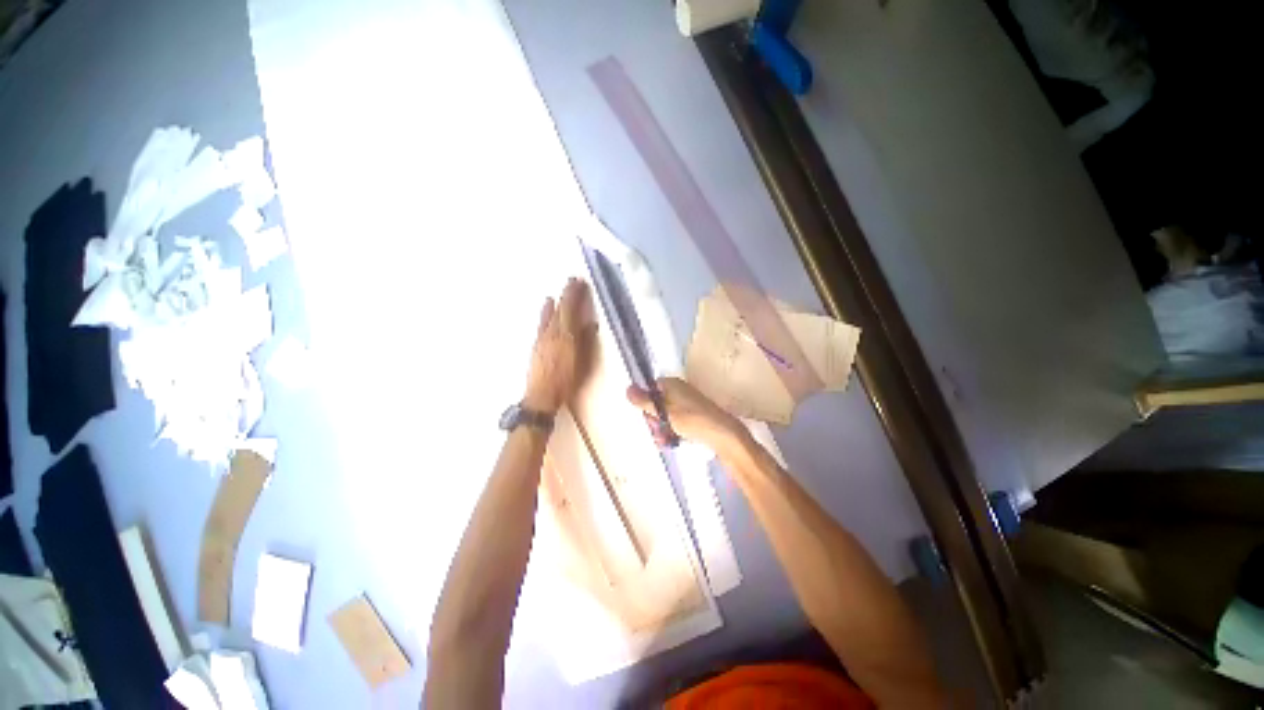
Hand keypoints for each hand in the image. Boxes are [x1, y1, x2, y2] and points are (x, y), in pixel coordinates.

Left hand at [523, 278, 595, 413]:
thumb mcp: (583, 363)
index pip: (570, 308)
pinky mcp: (536, 344)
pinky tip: (546, 308)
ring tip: (558, 293)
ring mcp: (542, 337)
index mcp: (566, 335)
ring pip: (549, 314)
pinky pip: (542, 322)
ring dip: (556, 302)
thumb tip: (590, 324)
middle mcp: (552, 332)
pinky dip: (545, 312)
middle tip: (572, 281)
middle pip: (560, 308)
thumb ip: (586, 341)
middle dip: (567, 294)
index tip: (580, 282)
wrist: (541, 395)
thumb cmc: (567, 381)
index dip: (575, 294)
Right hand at [626, 377, 747, 453]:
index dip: (646, 403)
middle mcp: (678, 391)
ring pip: (665, 417)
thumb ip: (645, 401)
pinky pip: (675, 424)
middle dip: (654, 420)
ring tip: (665, 440)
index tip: (649, 416)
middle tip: (658, 429)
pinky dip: (671, 432)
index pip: (650, 389)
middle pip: (656, 404)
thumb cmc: (691, 419)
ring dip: (661, 429)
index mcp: (671, 384)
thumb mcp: (664, 411)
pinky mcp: (692, 418)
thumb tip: (627, 388)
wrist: (722, 434)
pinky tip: (671, 442)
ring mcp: (686, 405)